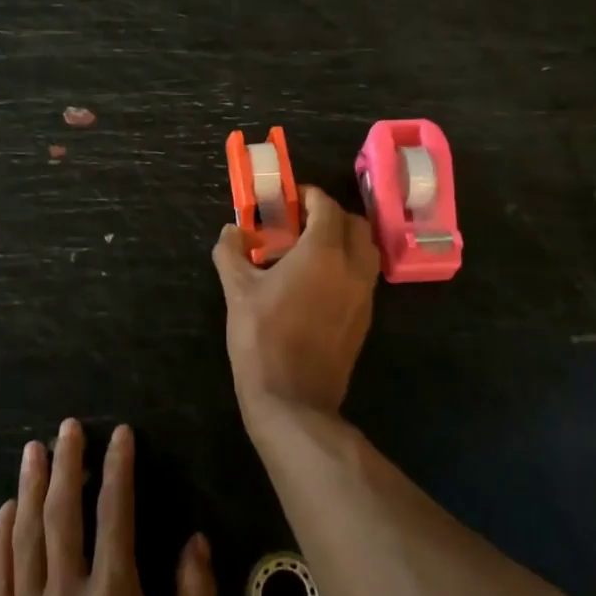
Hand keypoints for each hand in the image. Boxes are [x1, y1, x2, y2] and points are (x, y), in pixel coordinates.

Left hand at [0, 420, 215, 595]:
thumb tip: (197, 541)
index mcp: (114, 594)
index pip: (117, 512)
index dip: (118, 467)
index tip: (119, 434)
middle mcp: (68, 592)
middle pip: (64, 513)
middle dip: (66, 463)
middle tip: (66, 428)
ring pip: (26, 537)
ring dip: (30, 489)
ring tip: (32, 452)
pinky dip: (1, 540)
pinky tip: (4, 513)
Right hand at [212, 185, 379, 420]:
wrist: (293, 399)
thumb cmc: (261, 338)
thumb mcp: (237, 291)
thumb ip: (231, 252)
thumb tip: (231, 231)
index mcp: (323, 252)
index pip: (326, 206)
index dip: (307, 196)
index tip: (287, 200)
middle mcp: (352, 266)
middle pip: (354, 223)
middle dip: (330, 215)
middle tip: (299, 223)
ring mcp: (364, 293)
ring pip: (365, 249)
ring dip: (343, 239)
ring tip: (310, 250)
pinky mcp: (365, 317)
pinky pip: (363, 276)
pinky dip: (348, 265)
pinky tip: (318, 281)